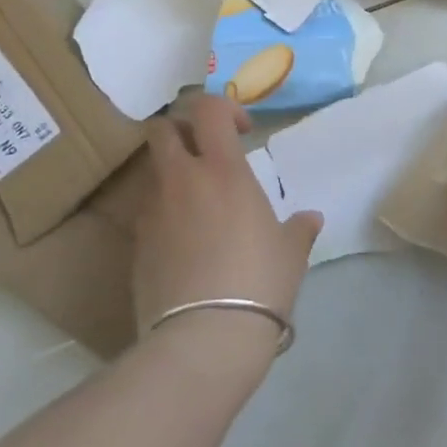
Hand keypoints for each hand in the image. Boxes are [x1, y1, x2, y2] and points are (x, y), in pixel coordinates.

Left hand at [133, 94, 321, 352]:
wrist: (204, 338)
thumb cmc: (258, 283)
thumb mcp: (290, 253)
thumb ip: (299, 229)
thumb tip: (310, 219)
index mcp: (222, 170)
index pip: (208, 109)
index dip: (223, 108)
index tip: (243, 132)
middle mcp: (181, 180)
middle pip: (163, 129)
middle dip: (182, 130)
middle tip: (207, 155)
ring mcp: (153, 210)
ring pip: (154, 170)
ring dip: (173, 173)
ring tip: (197, 203)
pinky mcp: (136, 243)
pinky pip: (148, 211)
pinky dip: (164, 212)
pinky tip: (185, 241)